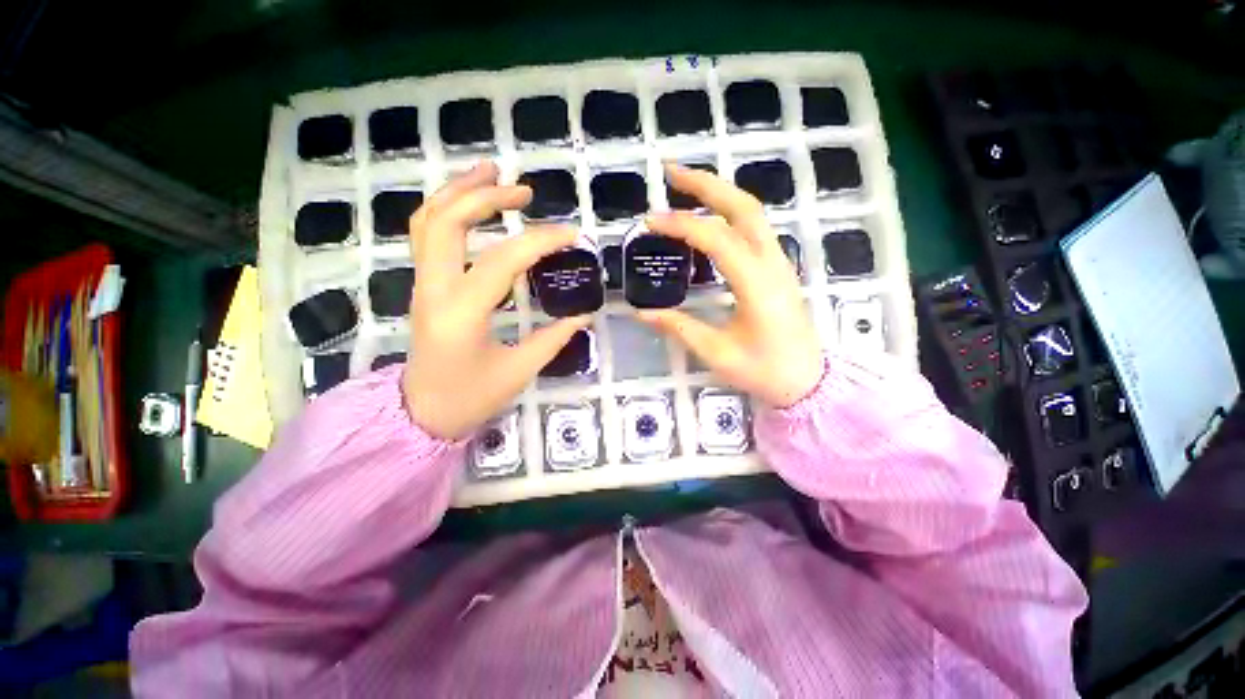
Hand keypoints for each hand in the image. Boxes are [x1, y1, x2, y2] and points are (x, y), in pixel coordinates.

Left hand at [403, 162, 590, 439]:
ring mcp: (423, 284)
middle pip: (447, 221)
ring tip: (492, 173)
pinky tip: (472, 202)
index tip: (571, 234)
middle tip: (525, 191)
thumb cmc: (470, 398)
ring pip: (428, 220)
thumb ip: (554, 338)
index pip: (501, 261)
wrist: (421, 413)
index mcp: (461, 314)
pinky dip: (448, 208)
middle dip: (486, 196)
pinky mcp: (424, 285)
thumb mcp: (519, 372)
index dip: (540, 242)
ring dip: (460, 191)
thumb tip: (584, 313)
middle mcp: (434, 289)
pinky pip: (427, 234)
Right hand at [637, 164, 823, 406]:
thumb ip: (679, 327)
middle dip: (705, 183)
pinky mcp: (777, 267)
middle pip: (743, 206)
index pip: (716, 239)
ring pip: (752, 212)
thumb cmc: (765, 371)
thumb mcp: (717, 353)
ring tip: (684, 185)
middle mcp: (772, 263)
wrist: (809, 381)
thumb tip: (642, 312)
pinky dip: (729, 211)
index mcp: (757, 285)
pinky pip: (754, 227)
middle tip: (670, 172)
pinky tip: (708, 215)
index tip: (649, 221)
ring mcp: (778, 262)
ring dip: (718, 192)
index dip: (680, 224)